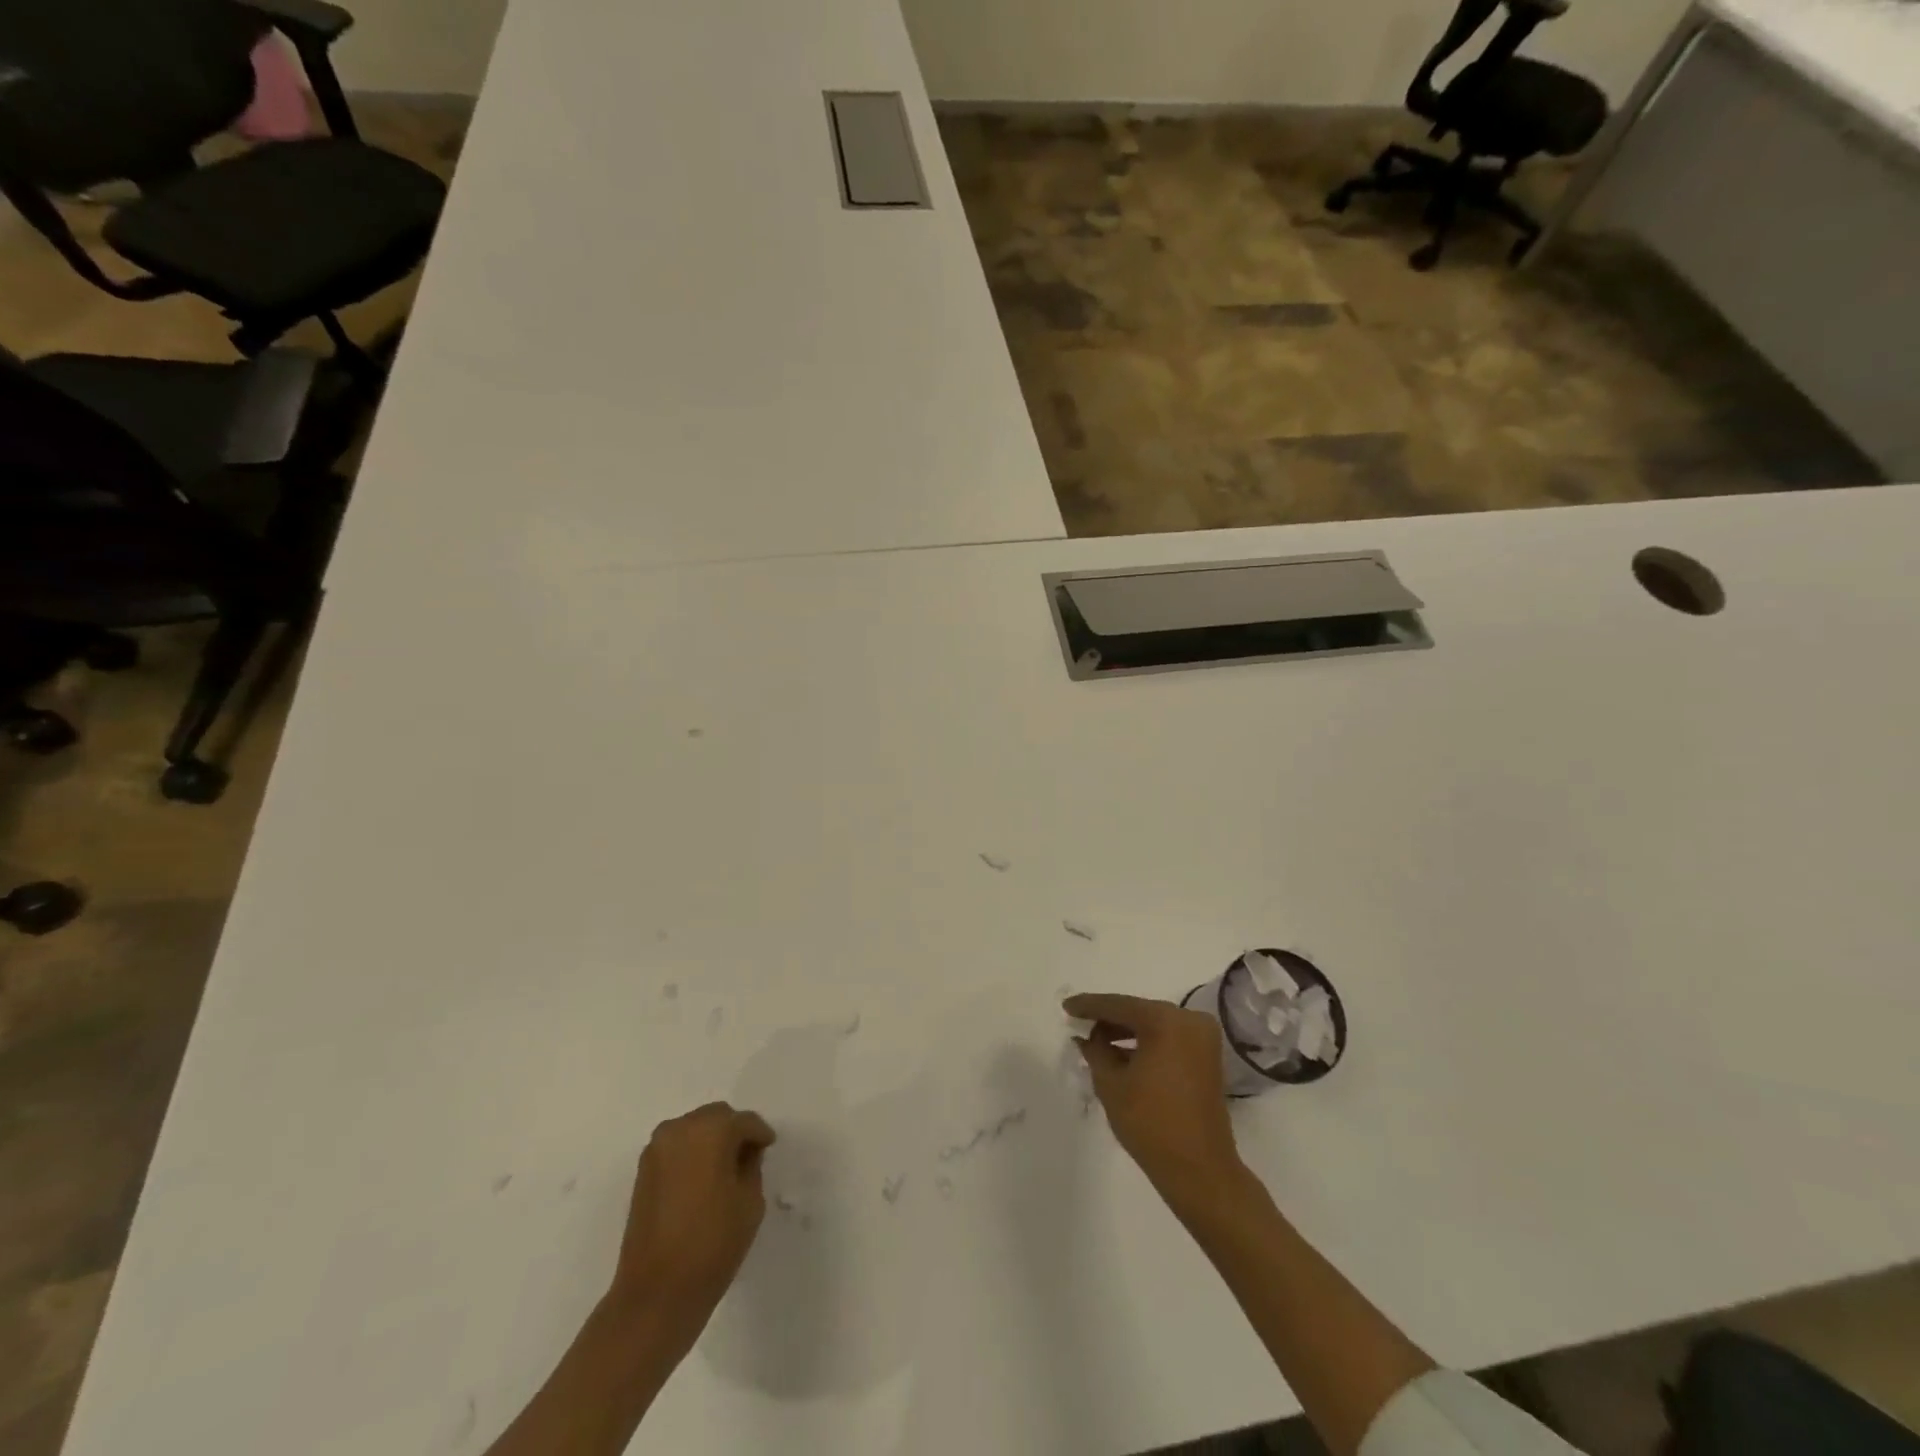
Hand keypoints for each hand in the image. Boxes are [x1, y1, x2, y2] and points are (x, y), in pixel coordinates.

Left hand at [612, 1102, 776, 1322]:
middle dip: (733, 1132)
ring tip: (724, 1170)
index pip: (744, 1122)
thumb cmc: (713, 1244)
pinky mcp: (643, 1171)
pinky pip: (676, 1148)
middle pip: (716, 1117)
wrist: (657, 1293)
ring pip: (694, 1129)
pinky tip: (702, 1180)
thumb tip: (744, 1155)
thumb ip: (751, 1166)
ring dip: (710, 1141)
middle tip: (748, 1157)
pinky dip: (691, 1154)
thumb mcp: (750, 1201)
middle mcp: (680, 1129)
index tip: (769, 1148)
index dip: (760, 1135)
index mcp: (711, 1130)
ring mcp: (657, 1149)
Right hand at [1065, 993, 1245, 1205]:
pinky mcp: (1207, 1057)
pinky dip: (1145, 1043)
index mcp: (1166, 1021)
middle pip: (1138, 1012)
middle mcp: (1189, 1020)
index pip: (1119, 1005)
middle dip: (1108, 1019)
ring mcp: (1202, 1038)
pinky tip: (1121, 1053)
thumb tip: (1086, 1036)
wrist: (1200, 1171)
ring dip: (1126, 1032)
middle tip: (1079, 1023)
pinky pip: (1168, 1039)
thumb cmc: (1150, 1123)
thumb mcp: (1111, 1083)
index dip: (1089, 1006)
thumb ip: (1095, 1050)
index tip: (1066, 1006)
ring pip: (1154, 1025)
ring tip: (1095, 1042)